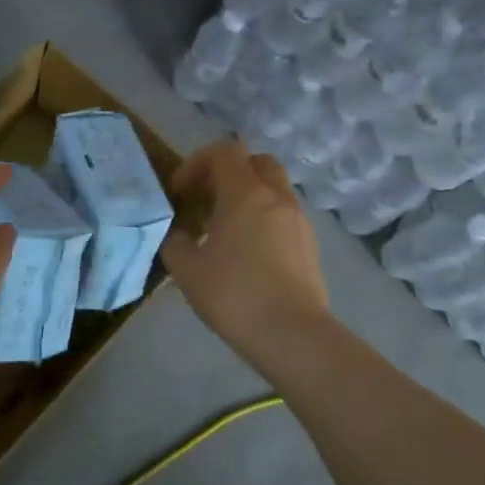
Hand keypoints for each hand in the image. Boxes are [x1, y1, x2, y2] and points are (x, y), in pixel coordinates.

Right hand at [162, 140, 329, 371]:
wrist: (291, 334)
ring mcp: (298, 220)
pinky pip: (283, 215)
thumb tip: (180, 235)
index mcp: (245, 193)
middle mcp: (277, 197)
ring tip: (225, 231)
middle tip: (208, 201)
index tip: (181, 192)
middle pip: (256, 162)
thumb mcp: (187, 270)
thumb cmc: (234, 295)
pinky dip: (264, 219)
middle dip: (229, 173)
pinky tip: (248, 253)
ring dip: (248, 197)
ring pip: (273, 189)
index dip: (197, 163)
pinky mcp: (309, 244)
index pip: (224, 151)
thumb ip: (175, 243)